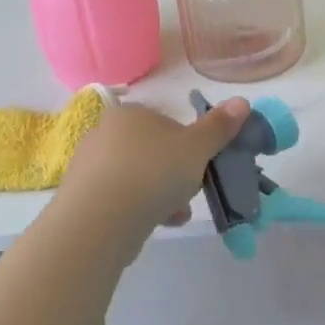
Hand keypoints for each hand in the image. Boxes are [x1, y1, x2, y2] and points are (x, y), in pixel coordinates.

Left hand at [58, 95, 249, 235]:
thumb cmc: (153, 172)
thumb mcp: (197, 147)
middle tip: (190, 191)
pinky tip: (157, 224)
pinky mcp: (82, 197)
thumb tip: (242, 101)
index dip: (189, 146)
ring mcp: (90, 165)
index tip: (200, 166)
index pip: (167, 123)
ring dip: (161, 195)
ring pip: (138, 177)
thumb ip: (219, 126)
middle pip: (153, 152)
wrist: (100, 220)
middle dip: (175, 174)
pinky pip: (121, 199)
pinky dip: (140, 209)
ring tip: (176, 213)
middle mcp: (105, 132)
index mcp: (131, 113)